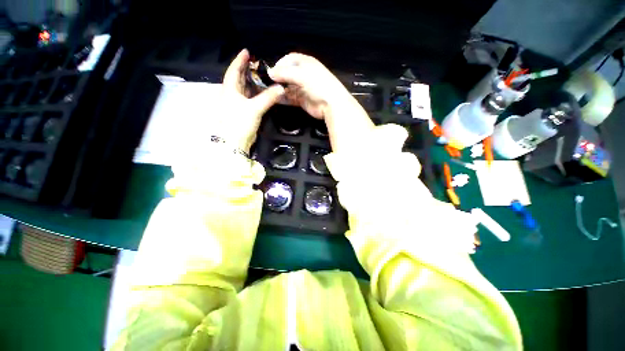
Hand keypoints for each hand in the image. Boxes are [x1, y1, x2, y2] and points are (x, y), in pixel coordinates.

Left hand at [221, 49, 284, 152]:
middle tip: (259, 64)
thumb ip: (268, 98)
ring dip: (253, 83)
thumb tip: (282, 88)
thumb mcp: (254, 108)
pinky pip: (250, 99)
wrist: (234, 142)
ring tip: (264, 76)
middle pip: (239, 79)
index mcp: (229, 89)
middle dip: (247, 70)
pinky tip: (264, 92)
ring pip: (245, 89)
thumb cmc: (239, 122)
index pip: (234, 70)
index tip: (247, 51)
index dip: (240, 60)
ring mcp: (237, 104)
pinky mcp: (244, 112)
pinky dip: (257, 94)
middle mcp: (232, 94)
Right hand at [268, 53, 350, 118]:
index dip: (280, 63)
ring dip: (280, 89)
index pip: (290, 59)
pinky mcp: (303, 100)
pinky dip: (284, 99)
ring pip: (288, 87)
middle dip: (278, 78)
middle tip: (267, 83)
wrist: (331, 104)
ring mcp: (304, 88)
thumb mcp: (301, 74)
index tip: (271, 71)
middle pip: (288, 74)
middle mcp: (304, 75)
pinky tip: (276, 99)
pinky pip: (291, 98)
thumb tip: (269, 73)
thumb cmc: (318, 85)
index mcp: (306, 63)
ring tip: (270, 92)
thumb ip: (285, 73)